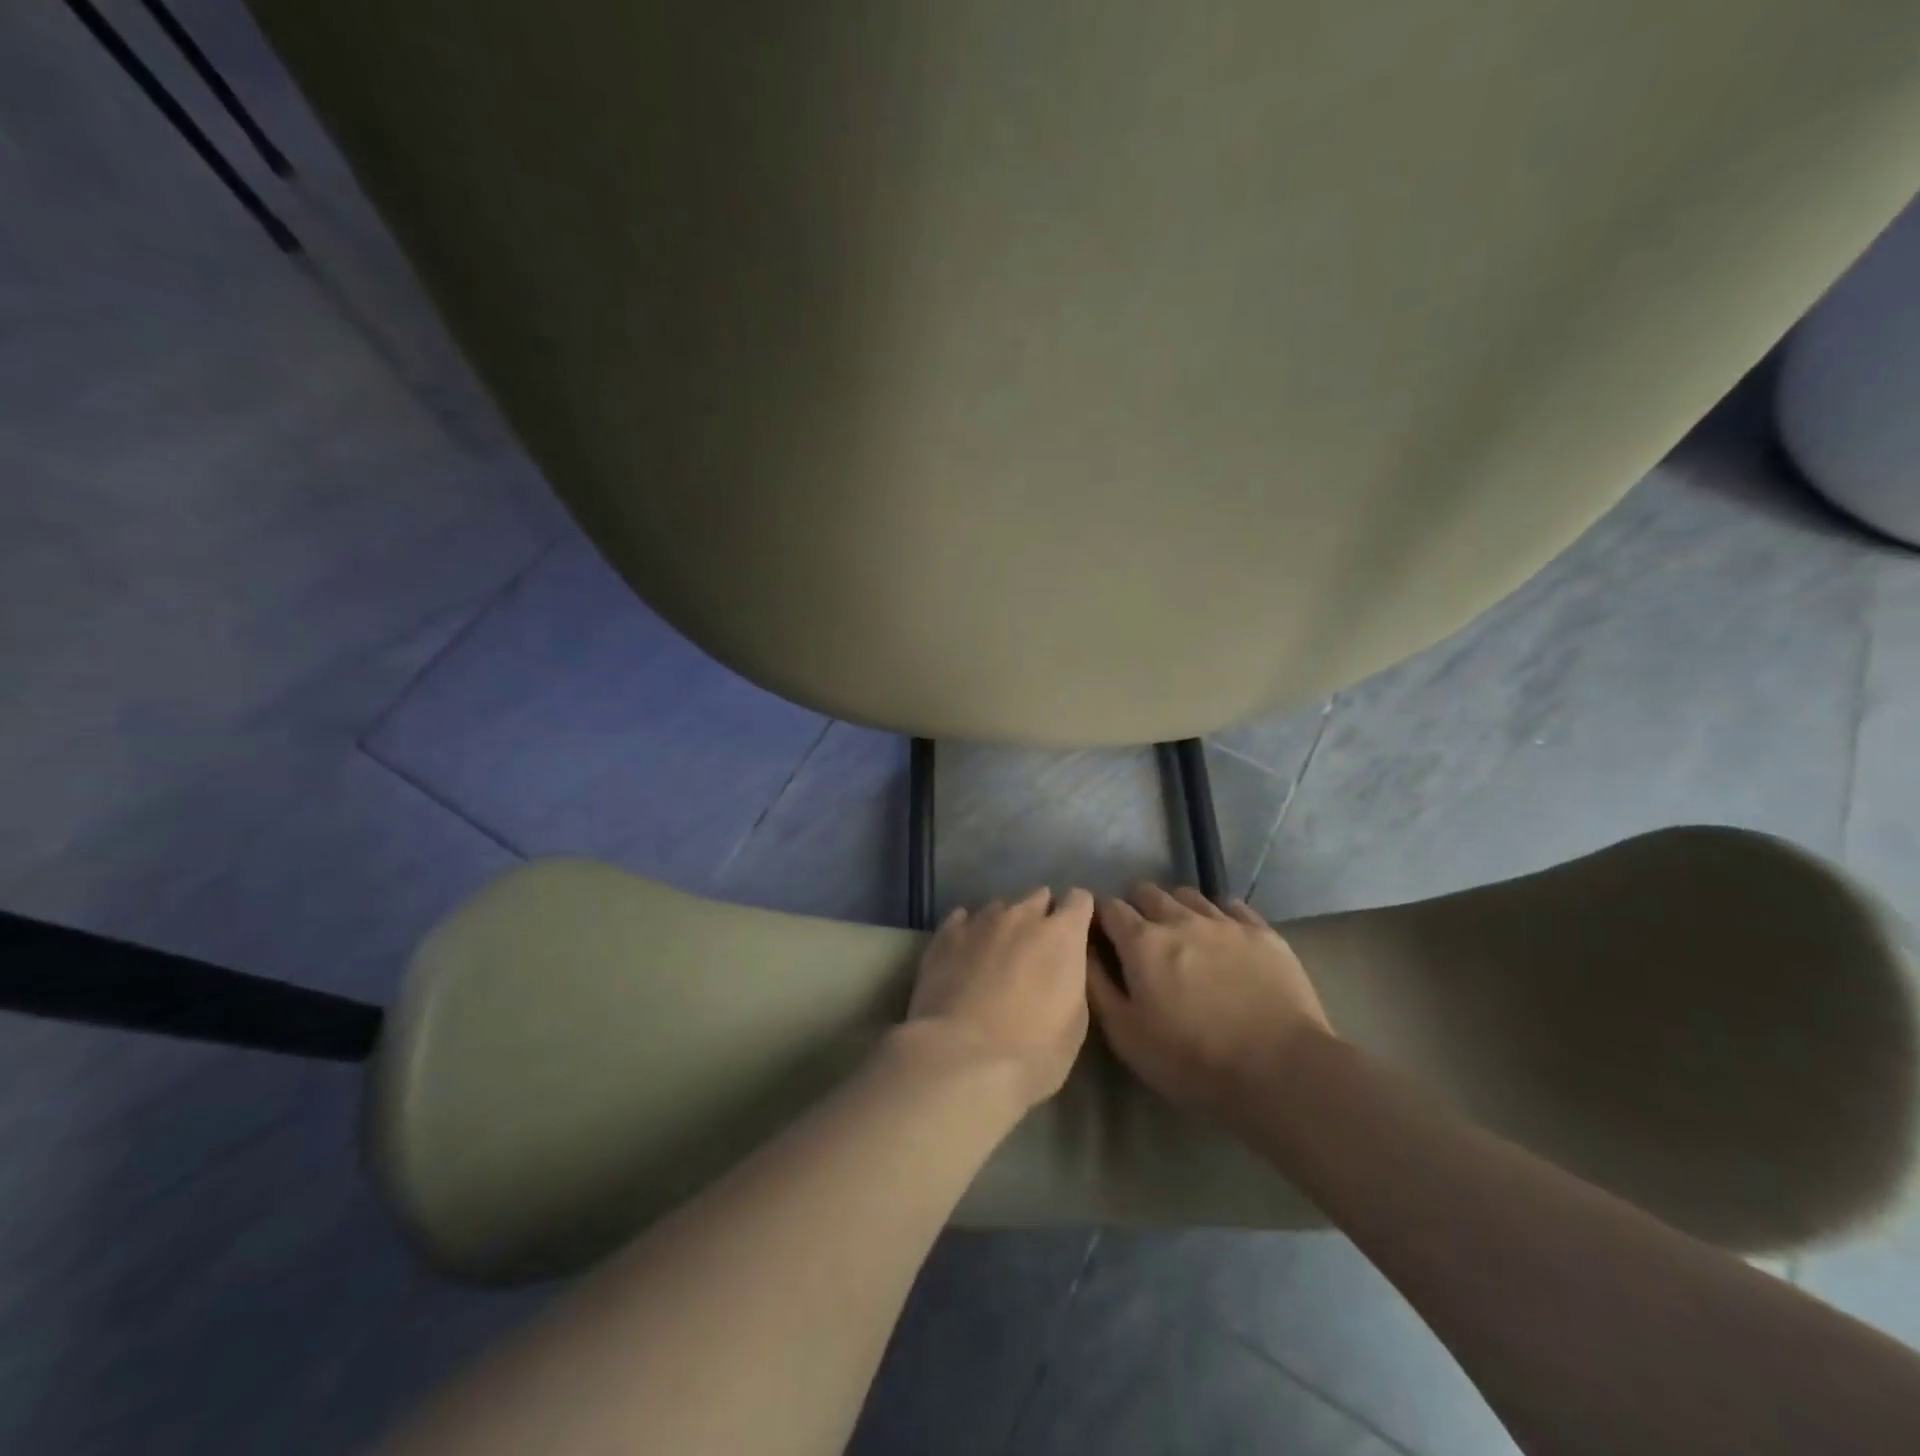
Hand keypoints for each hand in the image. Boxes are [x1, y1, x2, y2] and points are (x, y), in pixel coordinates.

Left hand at [902, 887, 1095, 1109]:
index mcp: (1062, 934)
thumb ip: (1071, 979)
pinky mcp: (945, 935)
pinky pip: (962, 919)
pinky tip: (965, 953)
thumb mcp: (1075, 1022)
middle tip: (1036, 949)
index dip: (1079, 914)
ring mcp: (980, 921)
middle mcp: (1022, 915)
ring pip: (1000, 907)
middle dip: (1041, 916)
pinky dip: (969, 931)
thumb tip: (1061, 966)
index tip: (1076, 934)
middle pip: (1038, 897)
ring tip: (997, 955)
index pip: (1080, 899)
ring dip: (1005, 925)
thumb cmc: (1033, 1051)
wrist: (961, 1058)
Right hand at [1088, 885, 1335, 1116]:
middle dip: (1136, 907)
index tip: (1100, 934)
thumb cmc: (1193, 1061)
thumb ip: (1098, 986)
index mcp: (1142, 942)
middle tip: (1140, 938)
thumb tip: (1083, 950)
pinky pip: (1230, 905)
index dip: (1100, 917)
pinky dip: (1216, 913)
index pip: (1109, 907)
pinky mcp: (1262, 932)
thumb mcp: (1127, 1036)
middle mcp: (1180, 919)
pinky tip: (1220, 936)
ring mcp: (1224, 922)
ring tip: (1180, 934)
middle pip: (1147, 892)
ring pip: (1188, 894)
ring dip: (1175, 908)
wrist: (1281, 1071)